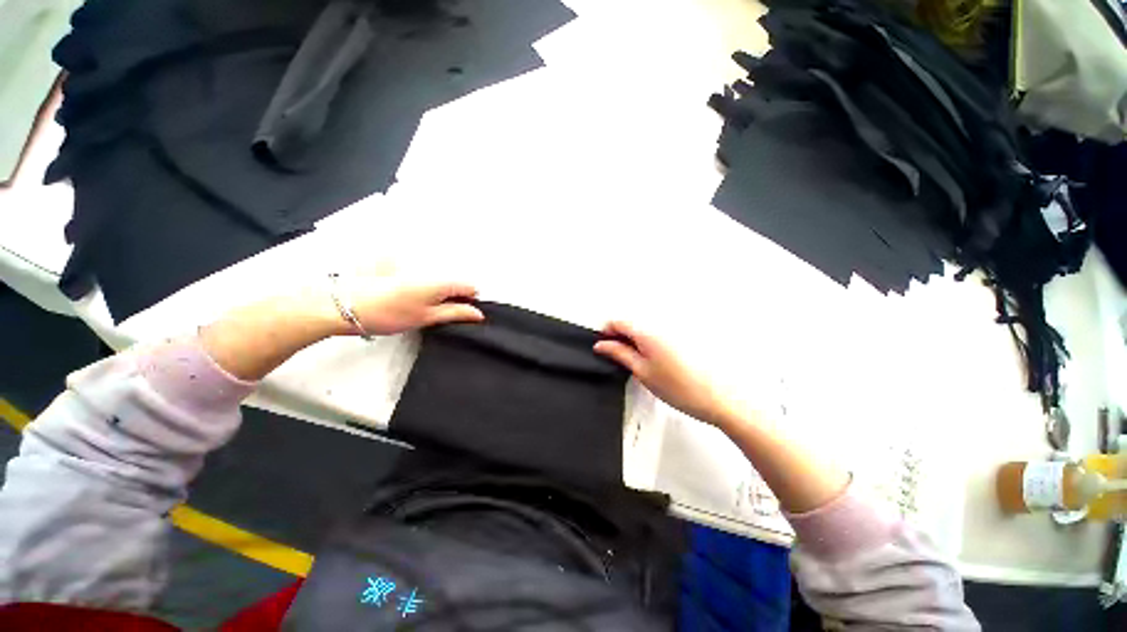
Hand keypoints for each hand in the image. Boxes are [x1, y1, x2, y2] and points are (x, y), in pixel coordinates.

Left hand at [328, 268, 484, 335]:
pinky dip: (427, 295)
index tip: (462, 315)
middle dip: (456, 300)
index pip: (470, 287)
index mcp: (441, 282)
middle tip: (442, 317)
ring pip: (441, 285)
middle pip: (456, 285)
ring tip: (424, 313)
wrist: (348, 305)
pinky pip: (427, 284)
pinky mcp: (404, 274)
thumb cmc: (391, 313)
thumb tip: (478, 314)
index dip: (471, 301)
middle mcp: (432, 272)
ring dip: (441, 298)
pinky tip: (412, 306)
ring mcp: (418, 272)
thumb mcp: (428, 317)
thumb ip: (456, 314)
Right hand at [594, 321, 732, 425]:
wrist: (718, 398)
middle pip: (631, 323)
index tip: (603, 347)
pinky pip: (657, 333)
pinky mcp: (683, 336)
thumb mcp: (642, 371)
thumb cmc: (681, 388)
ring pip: (643, 328)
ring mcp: (673, 329)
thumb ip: (619, 354)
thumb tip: (602, 345)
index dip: (606, 333)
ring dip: (634, 340)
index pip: (618, 321)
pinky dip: (648, 343)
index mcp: (647, 331)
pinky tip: (653, 361)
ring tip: (636, 362)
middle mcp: (660, 324)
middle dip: (619, 336)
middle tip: (617, 357)